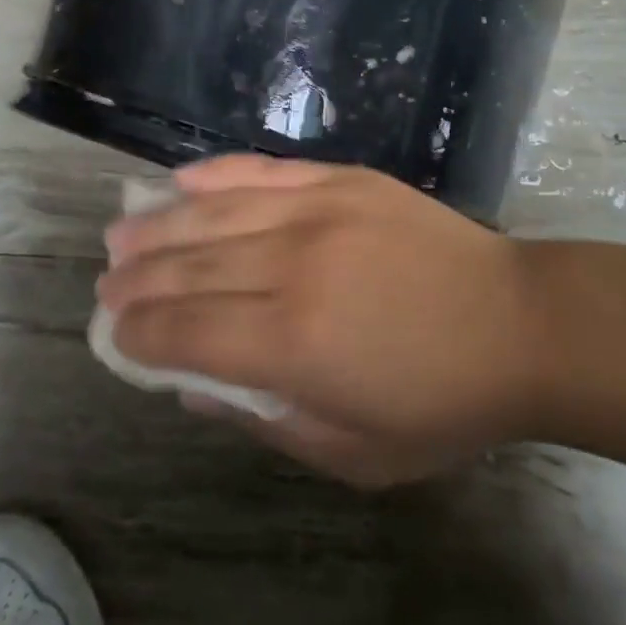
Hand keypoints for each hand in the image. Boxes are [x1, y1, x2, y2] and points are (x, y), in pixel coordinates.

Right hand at [98, 156, 556, 486]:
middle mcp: (292, 267)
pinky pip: (263, 172)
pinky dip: (215, 175)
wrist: (519, 323)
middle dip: (137, 280)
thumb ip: (265, 420)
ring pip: (214, 215)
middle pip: (190, 270)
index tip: (113, 334)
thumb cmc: (442, 403)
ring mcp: (316, 213)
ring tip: (120, 234)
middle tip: (105, 285)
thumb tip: (193, 389)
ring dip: (159, 226)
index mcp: (293, 343)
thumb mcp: (354, 452)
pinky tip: (180, 181)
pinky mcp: (341, 180)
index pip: (187, 333)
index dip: (141, 334)